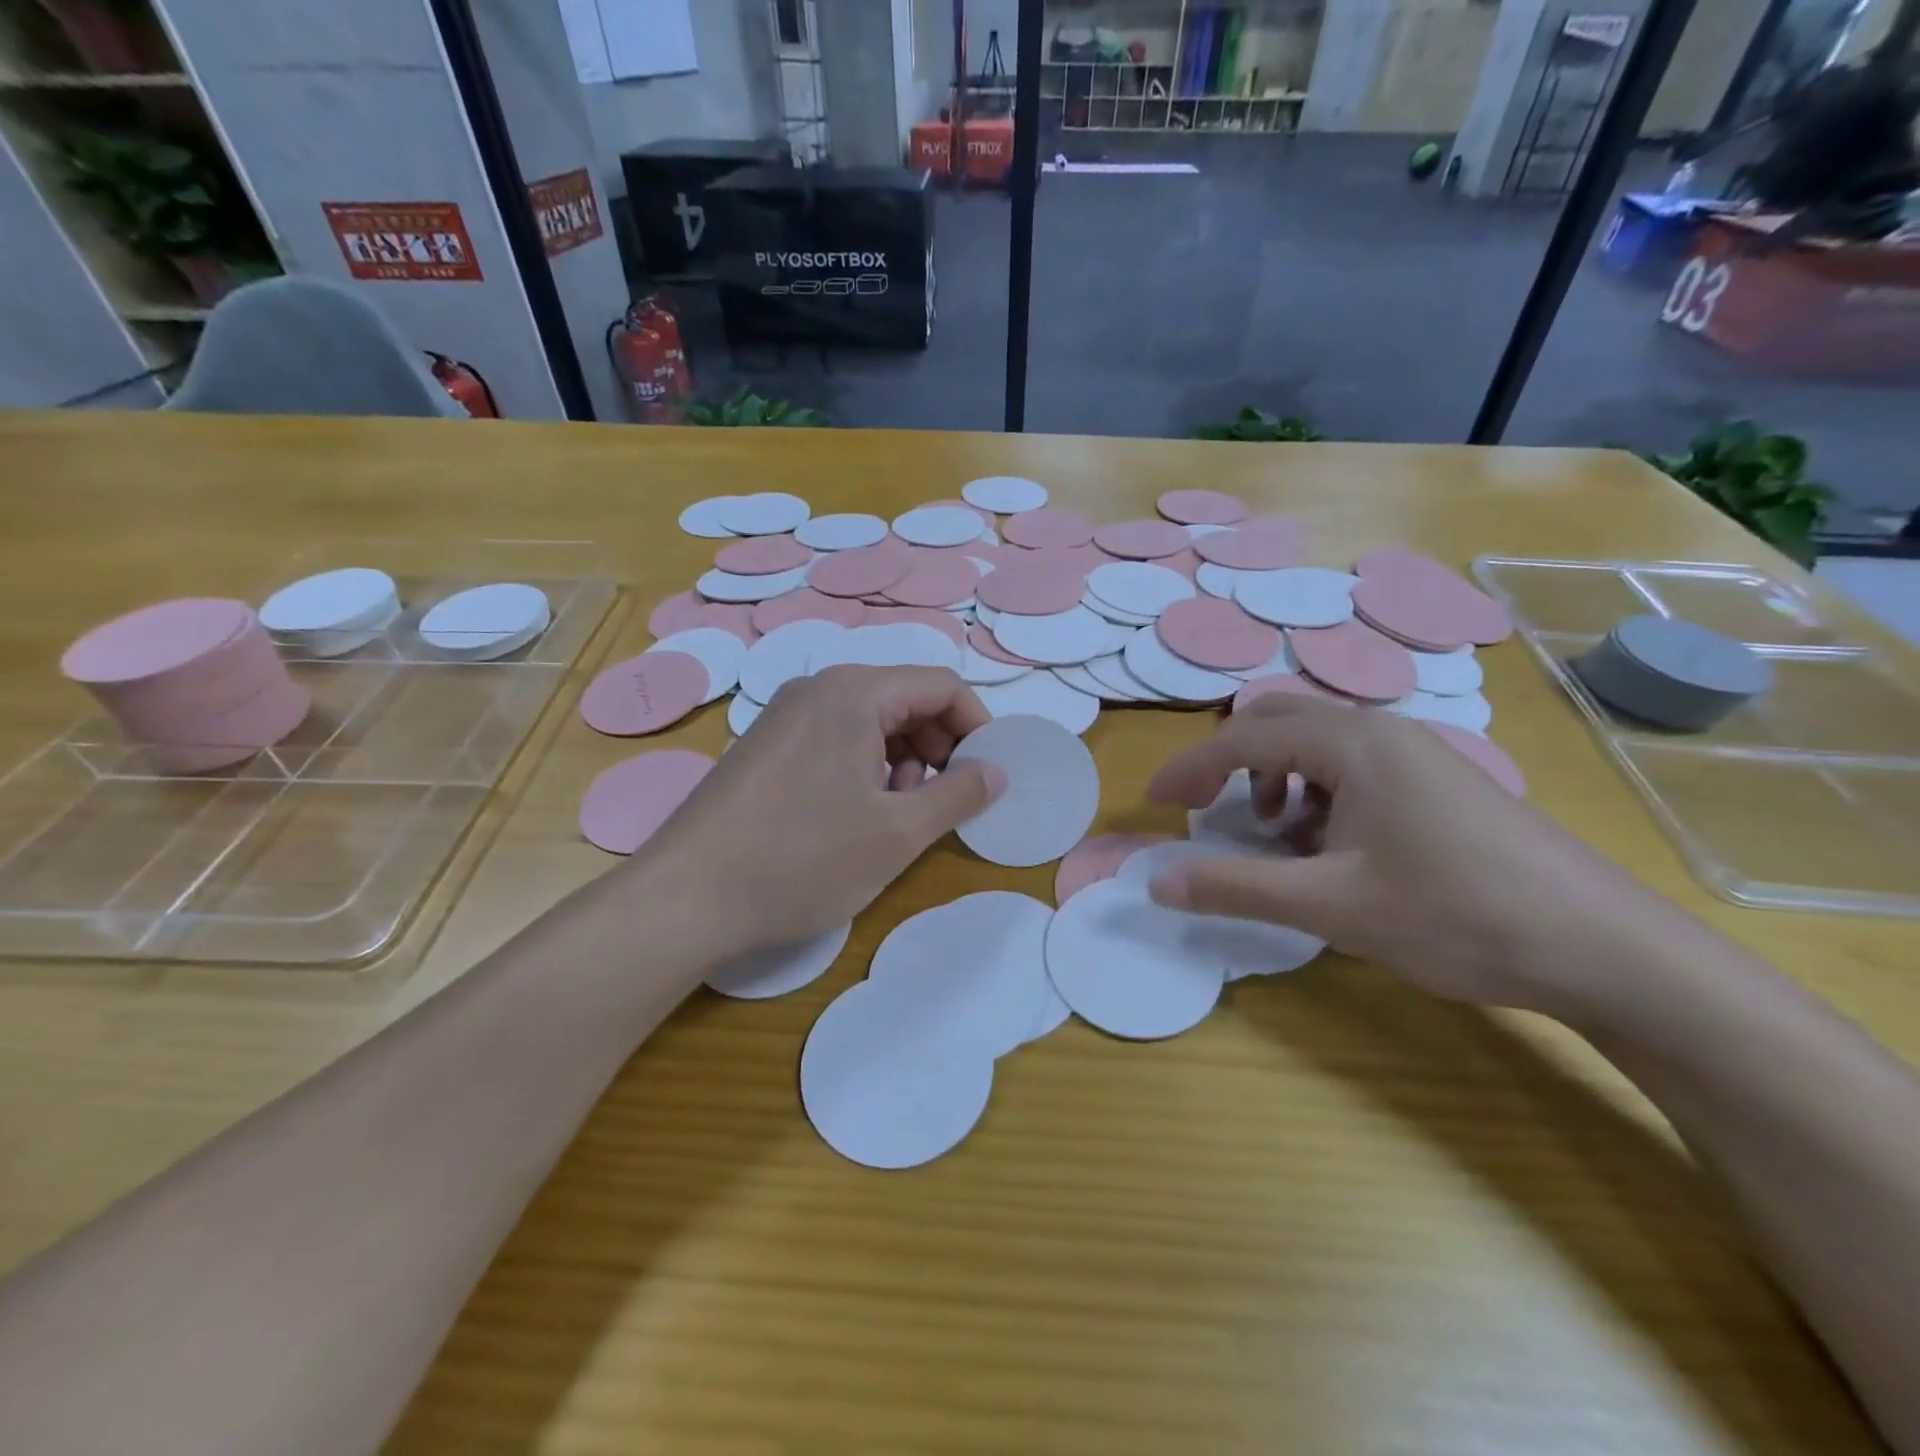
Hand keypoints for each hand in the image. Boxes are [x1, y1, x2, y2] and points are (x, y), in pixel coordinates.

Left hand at [629, 666, 1005, 961]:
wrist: (684, 899)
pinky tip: (855, 814)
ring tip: (898, 812)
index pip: (941, 686)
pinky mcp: (764, 746)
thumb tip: (996, 771)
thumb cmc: (802, 860)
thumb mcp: (897, 833)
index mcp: (854, 693)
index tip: (987, 776)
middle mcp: (817, 689)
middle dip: (940, 744)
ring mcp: (784, 715)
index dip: (977, 727)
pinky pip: (834, 737)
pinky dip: (864, 765)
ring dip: (903, 758)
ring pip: (869, 720)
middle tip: (943, 799)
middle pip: (905, 698)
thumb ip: (958, 795)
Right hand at [1145, 696, 1661, 1015]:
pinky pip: (1352, 765)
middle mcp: (1380, 729)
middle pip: (1276, 722)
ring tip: (1275, 835)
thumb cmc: (1457, 916)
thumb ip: (1233, 887)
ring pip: (1315, 742)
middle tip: (1207, 813)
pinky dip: (1316, 792)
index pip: (1242, 739)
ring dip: (1274, 778)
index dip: (1189, 768)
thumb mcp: (1329, 906)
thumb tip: (1156, 881)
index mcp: (1351, 743)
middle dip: (1230, 764)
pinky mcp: (1438, 779)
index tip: (1155, 803)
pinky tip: (1330, 845)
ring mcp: (1416, 751)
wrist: (1604, 948)